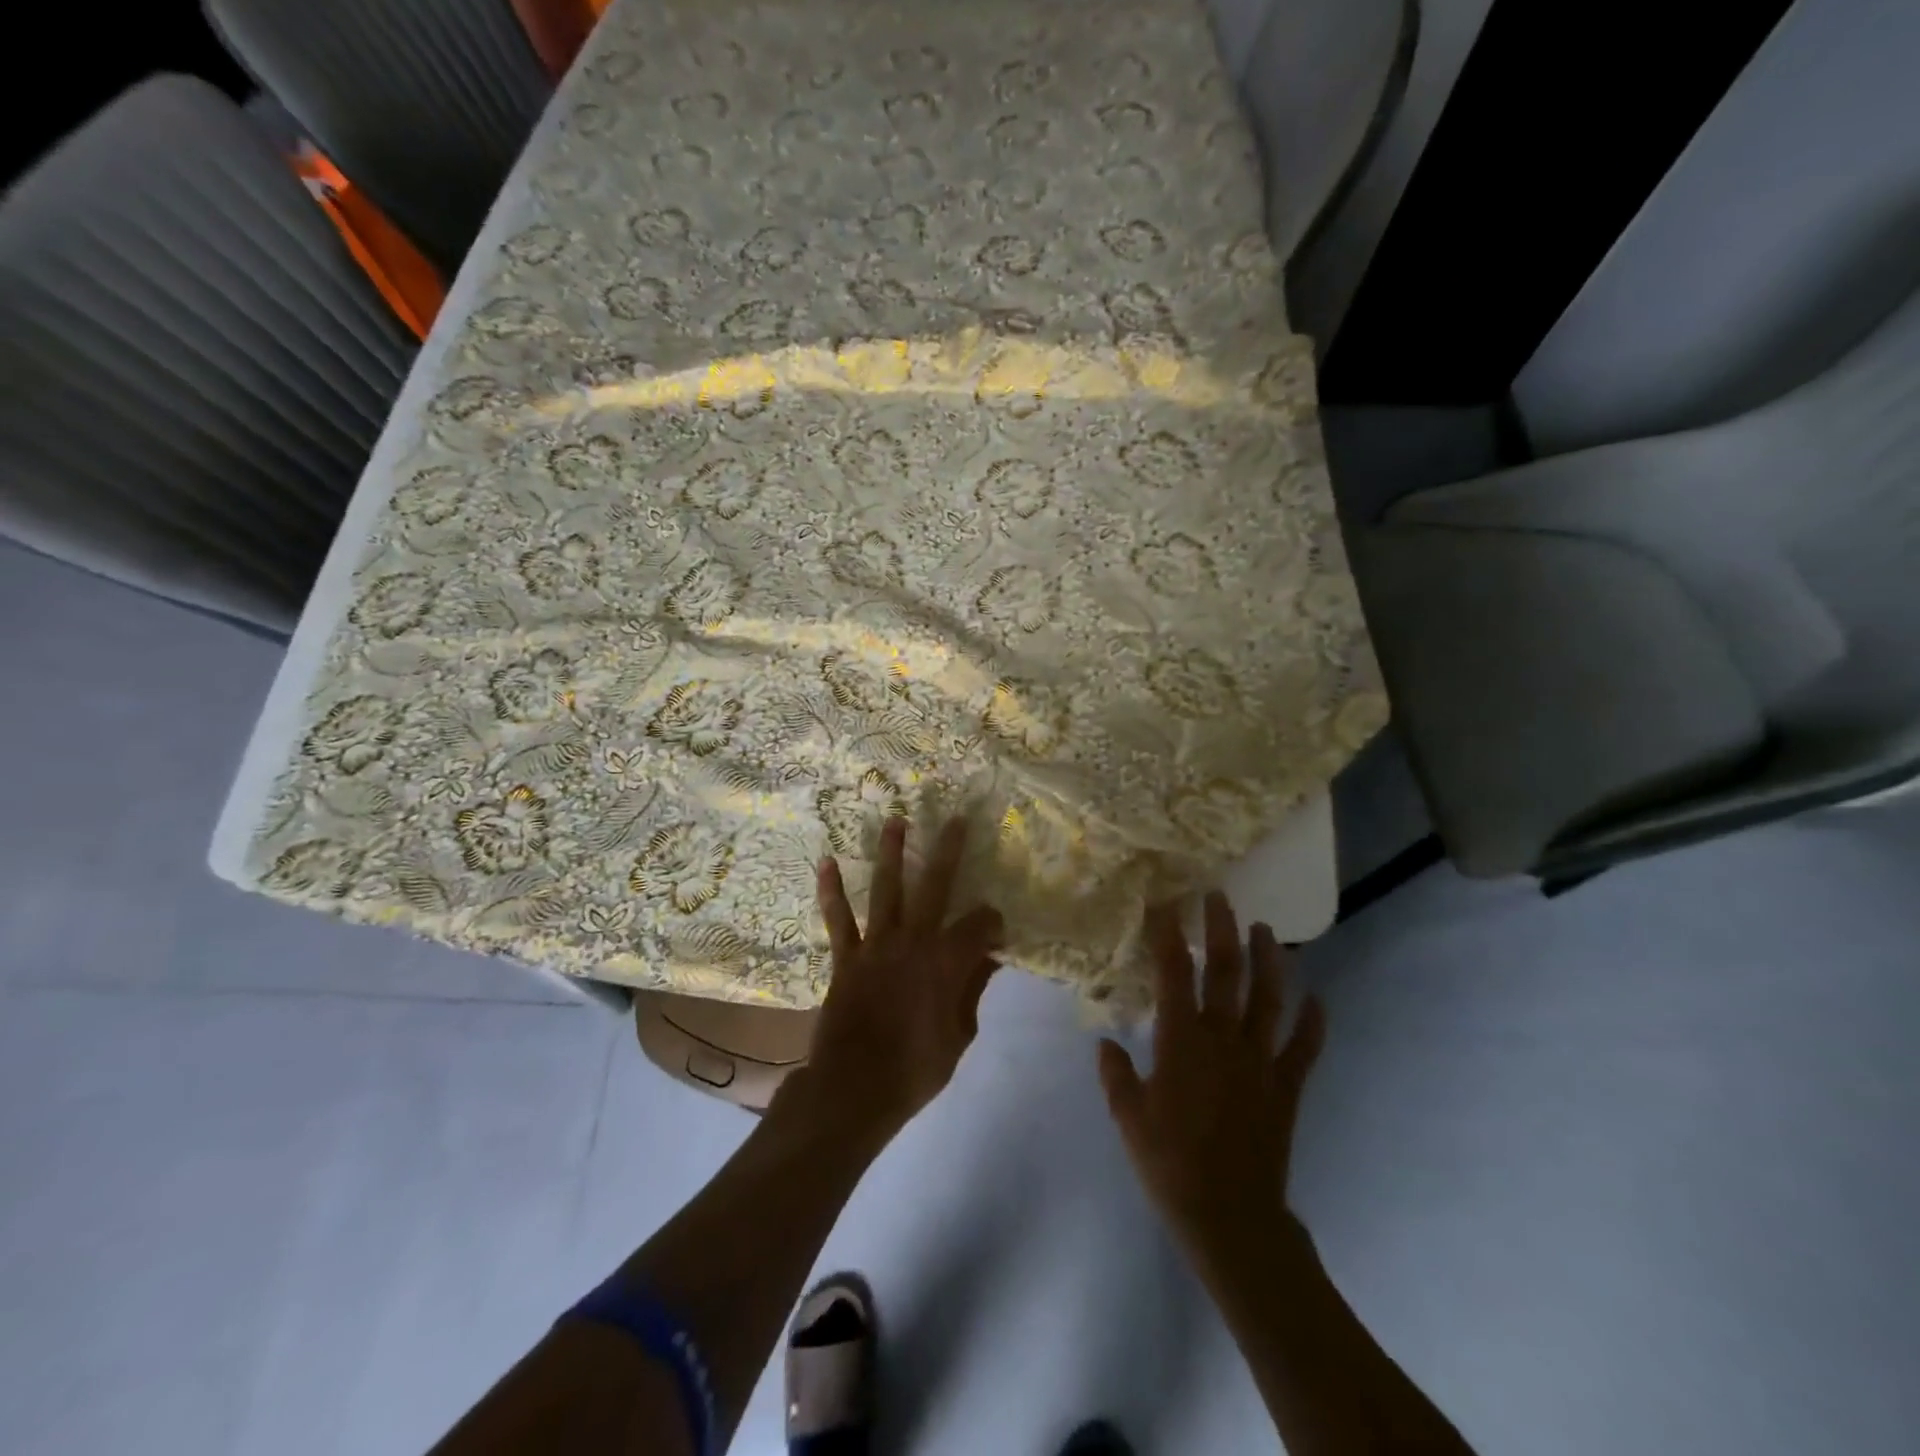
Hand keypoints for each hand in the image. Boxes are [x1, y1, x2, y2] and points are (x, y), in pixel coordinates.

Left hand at [802, 816, 1003, 1139]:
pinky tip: (826, 862)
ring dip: (891, 853)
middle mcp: (914, 941)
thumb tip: (988, 959)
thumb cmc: (915, 1069)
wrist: (855, 1087)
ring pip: (886, 889)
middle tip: (956, 820)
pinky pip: (838, 918)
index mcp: (947, 962)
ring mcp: (877, 944)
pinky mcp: (846, 956)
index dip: (992, 921)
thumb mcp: (959, 1036)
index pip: (980, 925)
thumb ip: (971, 991)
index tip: (997, 927)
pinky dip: (831, 890)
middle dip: (948, 851)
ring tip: (895, 820)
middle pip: (935, 886)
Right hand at [1099, 892, 1325, 1269]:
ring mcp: (1260, 1060)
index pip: (1174, 974)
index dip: (1168, 936)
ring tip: (1266, 931)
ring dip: (1270, 961)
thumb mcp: (1128, 1118)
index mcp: (1181, 1041)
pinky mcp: (1286, 1086)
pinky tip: (1318, 1000)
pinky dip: (1313, 1022)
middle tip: (1219, 898)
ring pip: (1270, 998)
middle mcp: (1223, 1038)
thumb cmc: (1171, 1164)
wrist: (1230, 1216)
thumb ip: (1115, 1074)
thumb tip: (1105, 1043)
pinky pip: (1304, 1048)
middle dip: (1222, 930)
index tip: (1165, 905)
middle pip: (1226, 972)